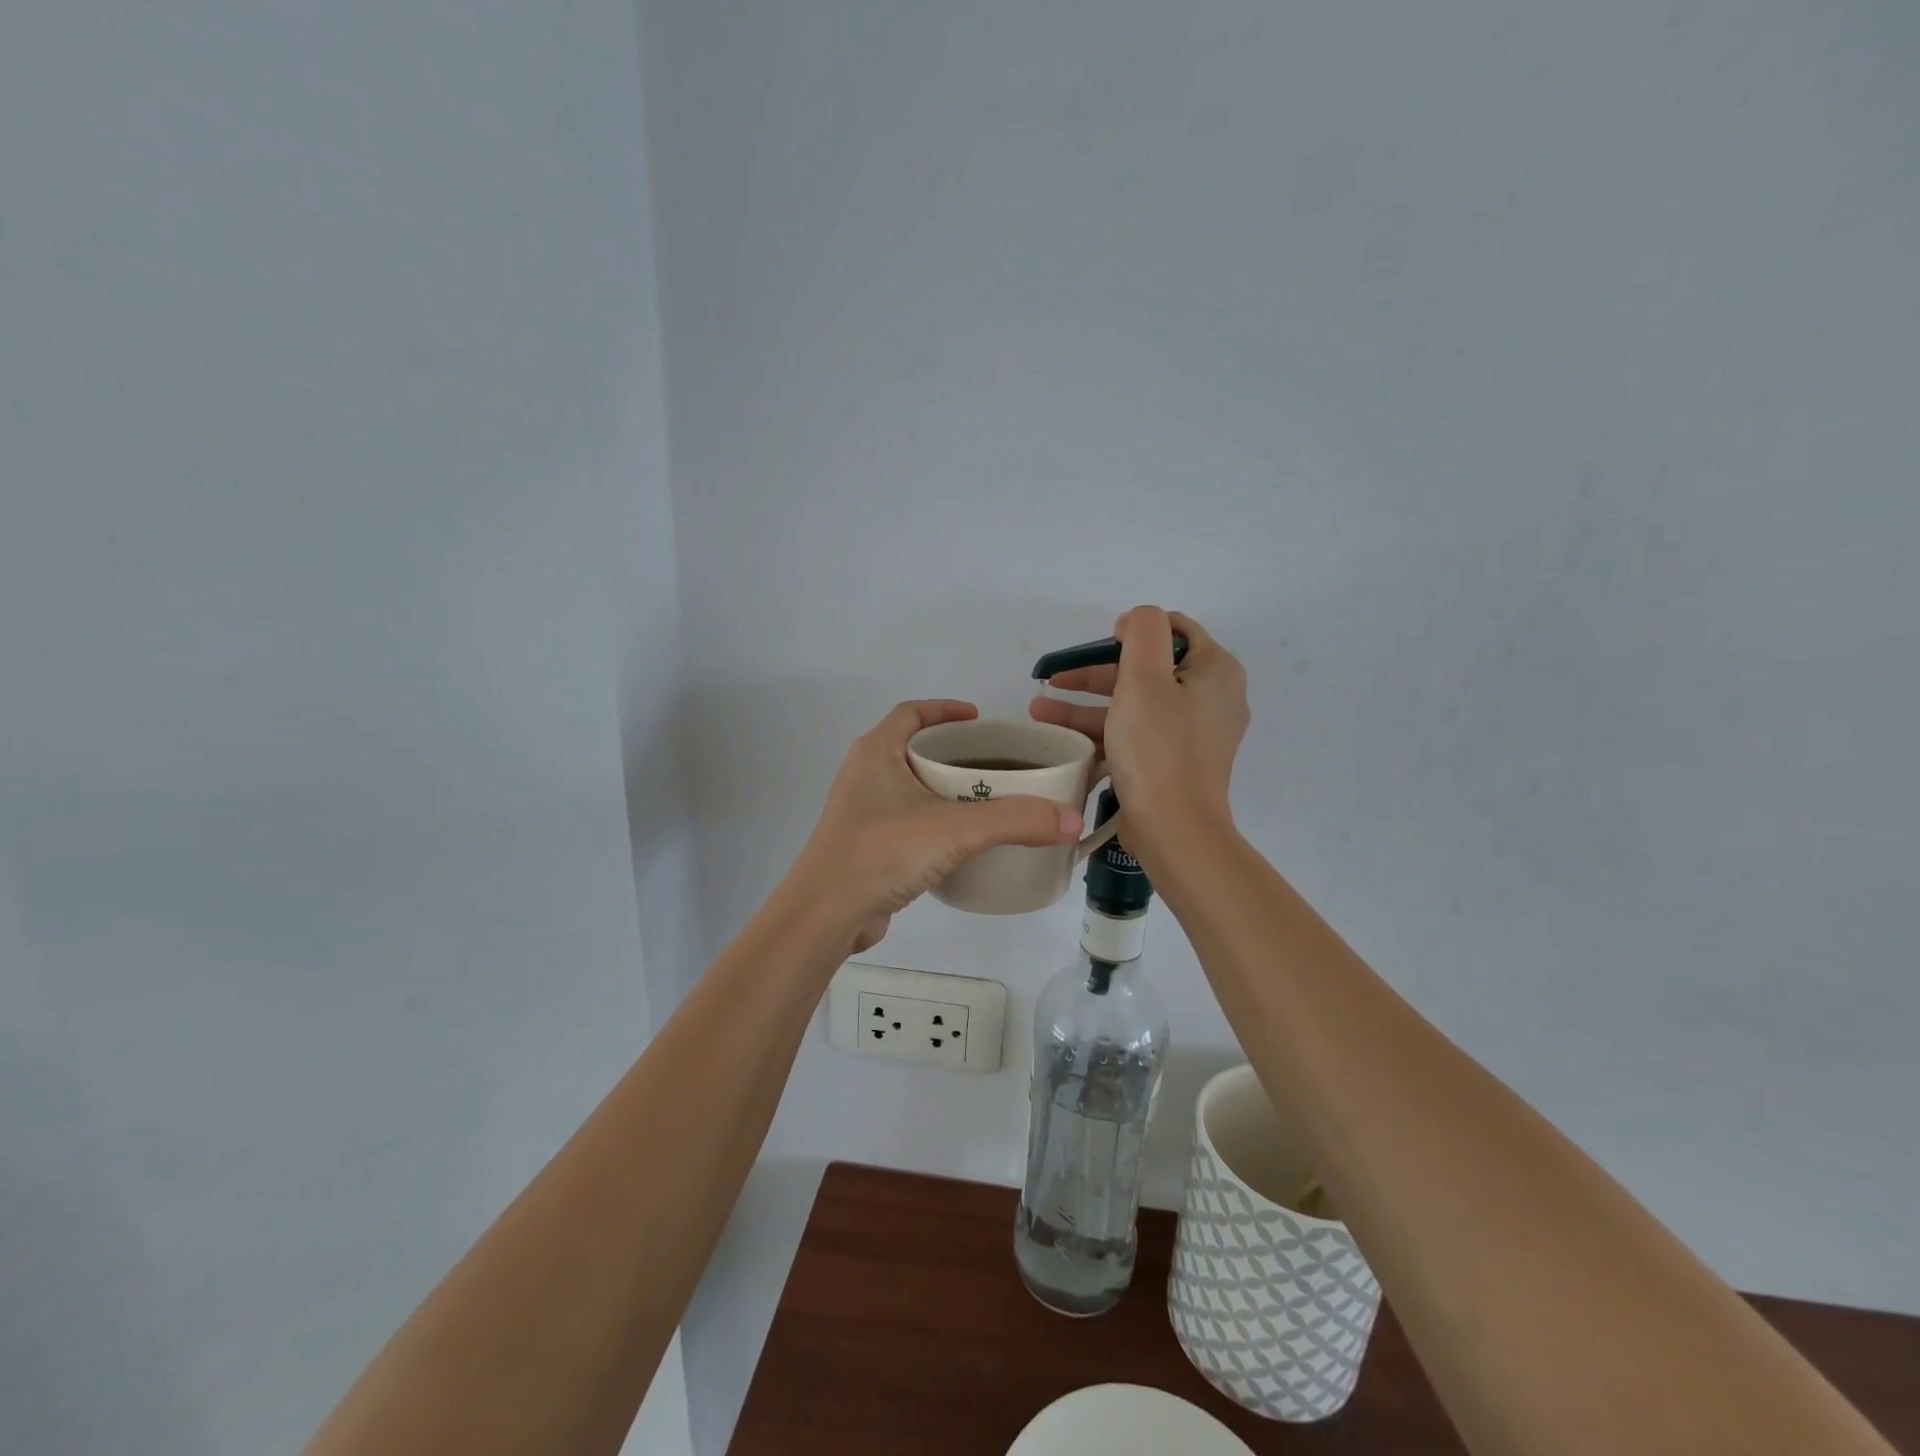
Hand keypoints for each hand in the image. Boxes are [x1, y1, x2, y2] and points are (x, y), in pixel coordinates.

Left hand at [789, 700, 1084, 953]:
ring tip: (987, 799)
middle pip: (914, 747)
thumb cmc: (882, 852)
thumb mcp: (954, 829)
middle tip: (996, 763)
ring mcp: (862, 811)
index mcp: (876, 752)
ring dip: (944, 788)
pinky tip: (962, 840)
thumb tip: (1072, 820)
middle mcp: (865, 774)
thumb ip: (1015, 821)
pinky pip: (907, 819)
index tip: (980, 719)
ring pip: (910, 786)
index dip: (946, 709)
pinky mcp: (866, 844)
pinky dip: (934, 819)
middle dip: (954, 751)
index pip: (912, 712)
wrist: (826, 914)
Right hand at [1029, 607, 1248, 850]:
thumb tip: (1134, 622)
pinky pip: (1136, 734)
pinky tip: (1062, 738)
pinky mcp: (1174, 761)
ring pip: (1135, 704)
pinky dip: (1102, 731)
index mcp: (1215, 671)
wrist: (1174, 830)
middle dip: (1095, 673)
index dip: (1132, 632)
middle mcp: (1211, 698)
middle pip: (1147, 669)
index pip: (1174, 629)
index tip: (1098, 647)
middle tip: (1055, 679)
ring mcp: (1193, 733)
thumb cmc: (1158, 750)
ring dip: (1087, 704)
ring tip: (1039, 710)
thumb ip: (1142, 632)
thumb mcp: (1144, 678)